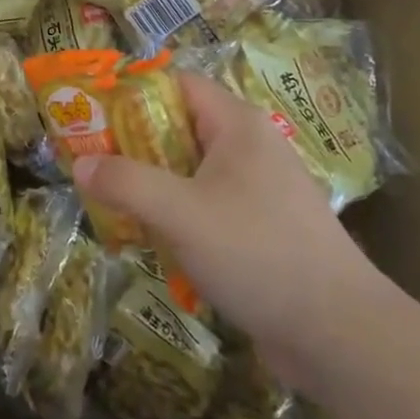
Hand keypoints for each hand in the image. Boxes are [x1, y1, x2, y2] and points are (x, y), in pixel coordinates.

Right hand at [72, 72, 388, 387]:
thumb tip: (80, 163)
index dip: (133, 94)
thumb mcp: (181, 213)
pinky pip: (209, 206)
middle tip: (93, 166)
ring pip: (193, 172)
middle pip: (181, 128)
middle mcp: (251, 146)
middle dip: (135, 146)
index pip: (177, 85)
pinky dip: (180, 216)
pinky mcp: (263, 228)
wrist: (339, 333)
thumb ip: (127, 183)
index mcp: (238, 124)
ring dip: (155, 186)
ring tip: (114, 207)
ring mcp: (261, 189)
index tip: (93, 117)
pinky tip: (156, 243)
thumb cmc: (257, 253)